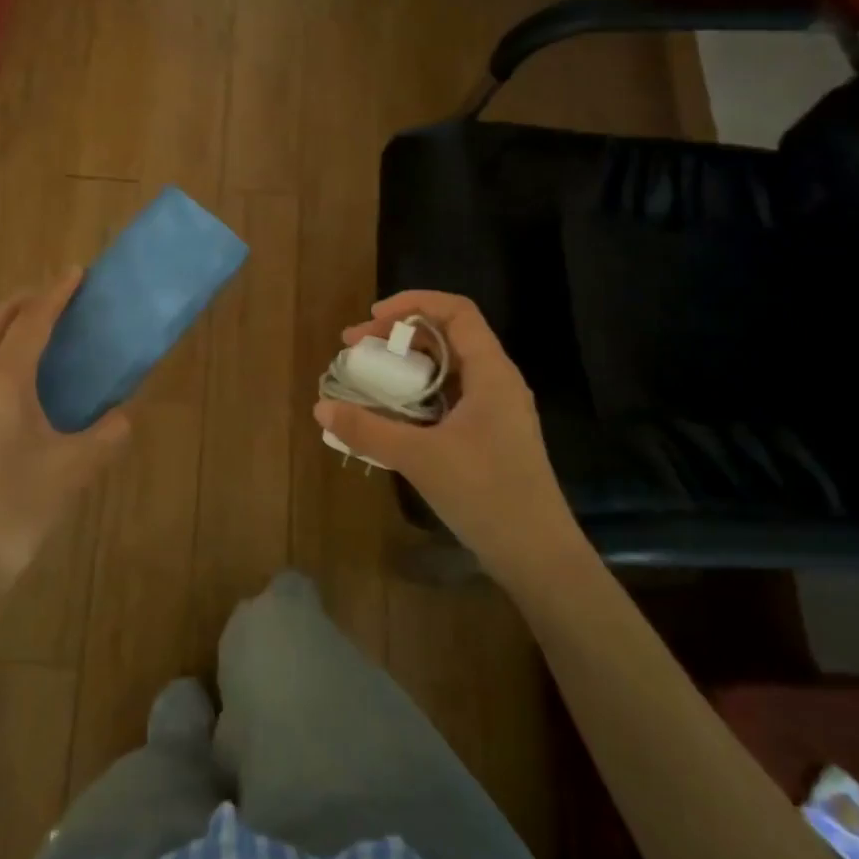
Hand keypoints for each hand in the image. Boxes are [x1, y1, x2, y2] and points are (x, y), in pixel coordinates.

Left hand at [0, 271, 130, 608]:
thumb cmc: (17, 509)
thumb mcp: (74, 470)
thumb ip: (106, 434)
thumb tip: (122, 415)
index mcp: (2, 383)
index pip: (32, 322)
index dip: (55, 294)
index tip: (74, 272)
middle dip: (23, 302)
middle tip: (51, 301)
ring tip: (16, 331)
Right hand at [314, 290, 582, 578]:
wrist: (537, 554)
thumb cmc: (485, 494)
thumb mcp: (420, 457)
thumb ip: (368, 430)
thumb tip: (321, 408)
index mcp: (491, 372)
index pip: (456, 312)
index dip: (412, 304)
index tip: (371, 319)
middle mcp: (497, 382)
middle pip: (447, 337)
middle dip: (399, 336)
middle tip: (355, 350)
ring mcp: (496, 411)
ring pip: (447, 370)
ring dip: (406, 367)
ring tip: (367, 380)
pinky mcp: (489, 436)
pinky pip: (449, 399)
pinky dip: (417, 396)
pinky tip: (390, 416)